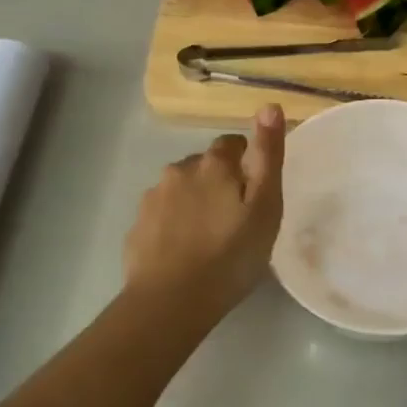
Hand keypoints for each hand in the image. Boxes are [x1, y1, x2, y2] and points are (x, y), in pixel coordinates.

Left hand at [124, 103, 285, 310]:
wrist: (171, 301)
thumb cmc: (230, 256)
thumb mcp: (265, 206)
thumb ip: (267, 156)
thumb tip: (269, 105)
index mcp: (212, 164)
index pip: (231, 144)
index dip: (246, 164)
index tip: (255, 193)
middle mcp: (178, 171)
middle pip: (204, 167)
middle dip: (219, 183)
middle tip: (235, 220)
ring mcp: (152, 199)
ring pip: (181, 191)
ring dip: (195, 203)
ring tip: (209, 238)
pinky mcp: (137, 227)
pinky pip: (162, 216)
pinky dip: (174, 225)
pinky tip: (184, 251)